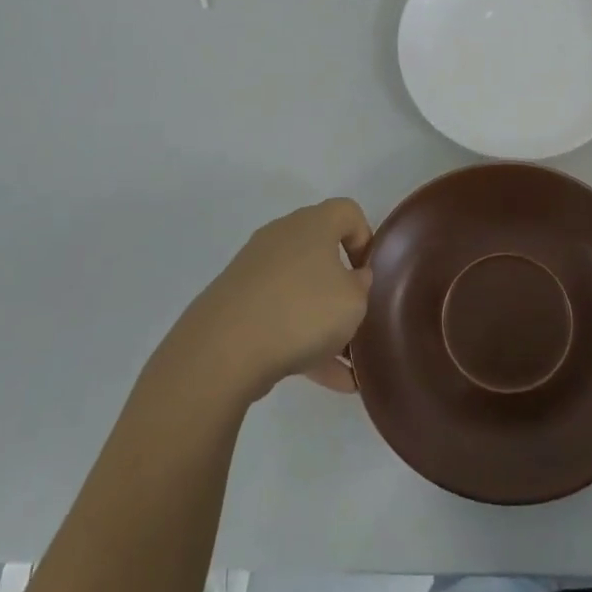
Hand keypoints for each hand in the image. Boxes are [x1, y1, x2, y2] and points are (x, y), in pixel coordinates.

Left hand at [174, 199, 373, 403]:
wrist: (223, 348)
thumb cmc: (301, 311)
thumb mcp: (353, 301)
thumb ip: (361, 286)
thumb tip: (352, 279)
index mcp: (313, 224)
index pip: (347, 212)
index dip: (365, 238)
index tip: (369, 273)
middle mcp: (282, 237)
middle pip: (321, 252)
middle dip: (342, 286)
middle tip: (357, 316)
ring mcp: (255, 270)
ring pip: (300, 290)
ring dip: (323, 322)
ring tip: (347, 365)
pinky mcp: (236, 303)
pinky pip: (279, 316)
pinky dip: (301, 341)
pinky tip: (327, 380)